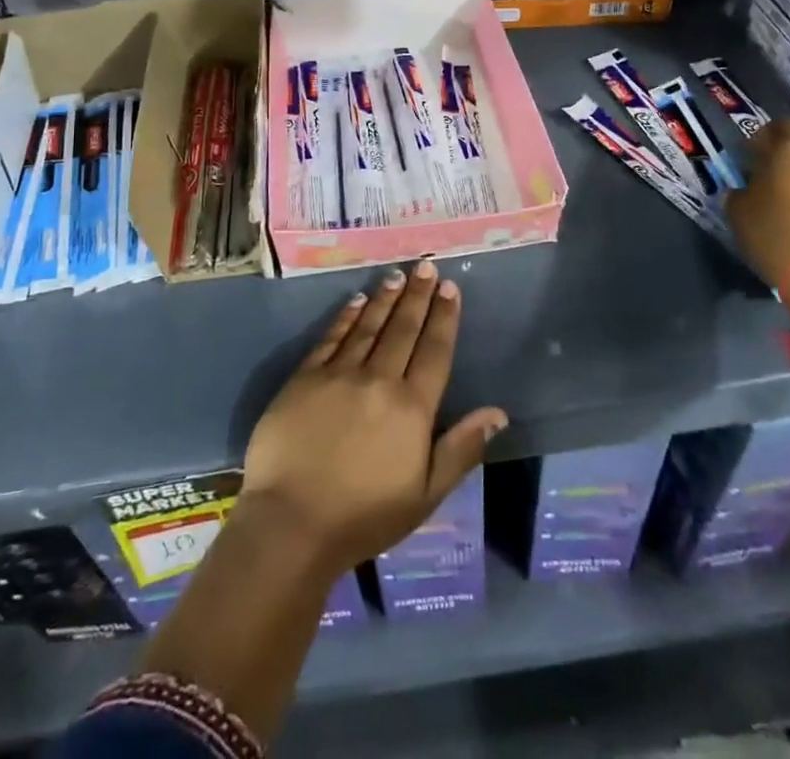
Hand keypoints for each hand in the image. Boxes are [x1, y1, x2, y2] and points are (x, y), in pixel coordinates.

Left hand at [239, 261, 507, 575]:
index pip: (434, 350)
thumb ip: (461, 449)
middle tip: (425, 265)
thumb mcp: (426, 494)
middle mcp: (379, 379)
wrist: (292, 523)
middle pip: (403, 329)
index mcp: (412, 408)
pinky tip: (356, 301)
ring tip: (397, 276)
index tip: (450, 288)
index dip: (444, 317)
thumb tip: (498, 412)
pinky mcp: (305, 377)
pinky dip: (347, 317)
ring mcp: (339, 374)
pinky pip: (332, 337)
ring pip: (369, 325)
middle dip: (417, 295)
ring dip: (385, 299)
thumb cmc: (365, 516)